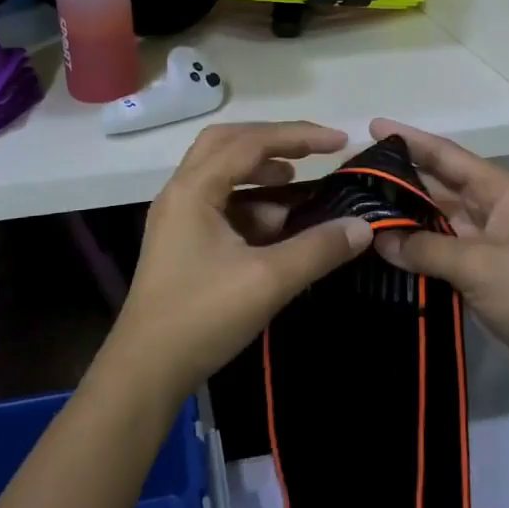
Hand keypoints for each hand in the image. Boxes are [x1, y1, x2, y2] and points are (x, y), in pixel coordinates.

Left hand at [103, 122, 372, 401]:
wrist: (145, 371)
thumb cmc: (202, 317)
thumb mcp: (268, 281)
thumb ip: (318, 249)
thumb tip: (363, 226)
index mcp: (194, 189)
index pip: (250, 143)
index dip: (298, 136)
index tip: (339, 142)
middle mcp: (181, 192)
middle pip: (228, 144)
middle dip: (274, 142)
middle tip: (313, 152)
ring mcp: (178, 217)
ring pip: (222, 173)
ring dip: (261, 173)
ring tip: (299, 184)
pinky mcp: (182, 241)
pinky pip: (220, 203)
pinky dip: (251, 202)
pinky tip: (279, 224)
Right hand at [367, 119, 508, 383]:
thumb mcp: (483, 265)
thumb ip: (428, 248)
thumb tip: (379, 239)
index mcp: (498, 191)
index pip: (446, 156)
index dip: (410, 140)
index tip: (371, 127)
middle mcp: (486, 210)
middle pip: (434, 186)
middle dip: (396, 178)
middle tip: (349, 175)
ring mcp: (480, 243)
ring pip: (430, 220)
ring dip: (399, 217)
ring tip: (353, 210)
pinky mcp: (474, 274)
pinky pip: (434, 252)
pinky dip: (409, 250)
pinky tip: (376, 250)